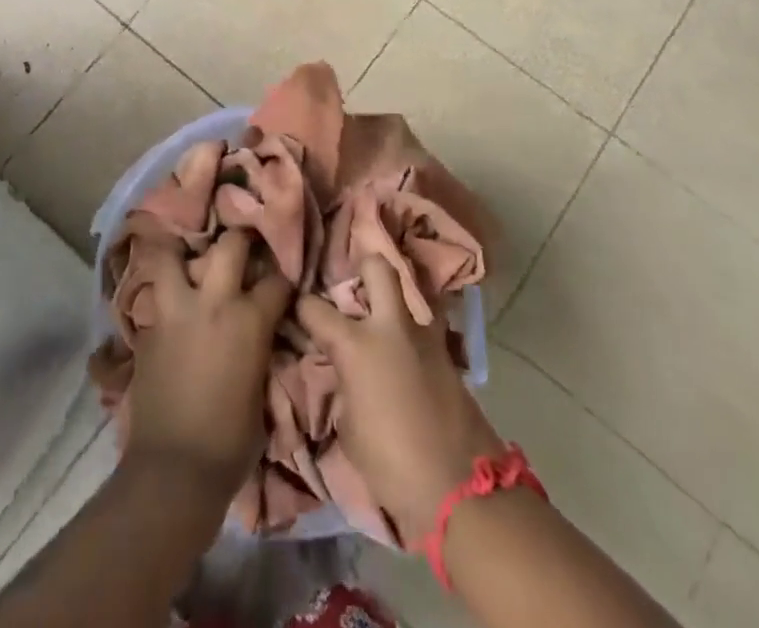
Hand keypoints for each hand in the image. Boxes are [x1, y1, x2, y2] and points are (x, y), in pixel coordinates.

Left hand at [125, 228, 292, 495]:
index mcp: (249, 320)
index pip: (277, 280)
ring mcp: (175, 309)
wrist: (174, 469)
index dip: (284, 276)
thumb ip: (261, 350)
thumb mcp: (262, 391)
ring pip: (173, 255)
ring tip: (189, 254)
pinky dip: (163, 290)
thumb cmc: (231, 442)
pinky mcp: (148, 327)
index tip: (284, 275)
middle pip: (230, 245)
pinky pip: (156, 293)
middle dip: (240, 240)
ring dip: (182, 252)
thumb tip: (261, 336)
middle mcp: (213, 302)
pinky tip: (168, 296)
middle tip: (243, 245)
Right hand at [297, 254, 502, 542]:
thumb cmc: (391, 464)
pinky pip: (427, 332)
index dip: (302, 307)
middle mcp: (390, 327)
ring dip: (396, 305)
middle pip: (378, 268)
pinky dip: (414, 338)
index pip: (315, 307)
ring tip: (386, 326)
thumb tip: (347, 374)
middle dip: (364, 269)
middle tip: (355, 292)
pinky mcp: (450, 357)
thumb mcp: (349, 427)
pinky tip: (408, 358)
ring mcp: (425, 338)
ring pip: (411, 295)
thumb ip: (344, 386)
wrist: (460, 491)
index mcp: (356, 345)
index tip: (298, 311)